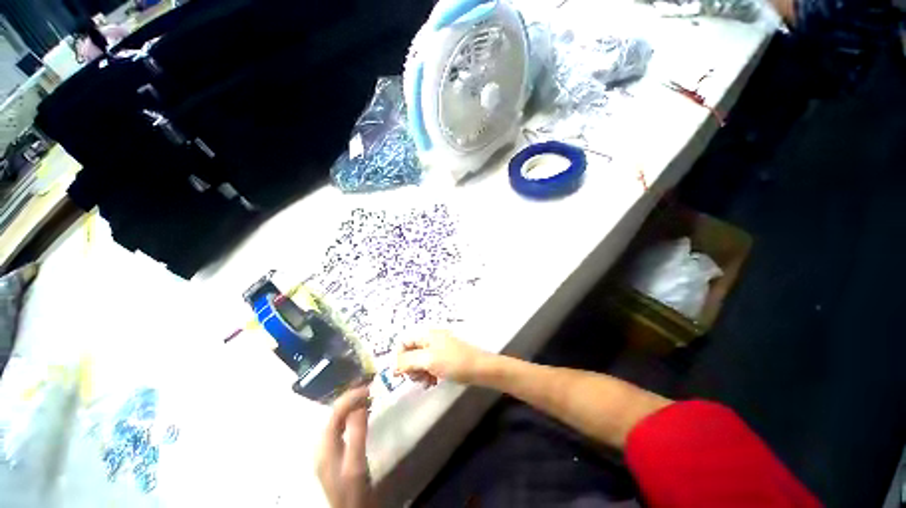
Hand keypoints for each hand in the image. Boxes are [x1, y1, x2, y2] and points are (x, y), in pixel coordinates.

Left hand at [316, 385, 372, 507]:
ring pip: (337, 419)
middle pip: (334, 413)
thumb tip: (362, 403)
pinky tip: (361, 414)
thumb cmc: (353, 489)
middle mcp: (322, 443)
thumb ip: (358, 432)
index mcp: (325, 445)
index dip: (351, 396)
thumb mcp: (356, 462)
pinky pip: (340, 426)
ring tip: (368, 397)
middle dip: (351, 398)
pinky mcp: (332, 452)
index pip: (335, 412)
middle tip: (370, 389)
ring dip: (351, 406)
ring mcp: (326, 448)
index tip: (369, 388)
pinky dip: (351, 416)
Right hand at [395, 330, 488, 385]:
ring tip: (426, 382)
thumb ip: (408, 361)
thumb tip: (393, 366)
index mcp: (427, 334)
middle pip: (411, 352)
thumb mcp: (428, 360)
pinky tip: (432, 382)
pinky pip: (430, 365)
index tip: (401, 374)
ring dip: (419, 372)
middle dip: (411, 367)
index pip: (404, 342)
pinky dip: (428, 373)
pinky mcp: (445, 357)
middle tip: (417, 378)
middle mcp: (431, 338)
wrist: (479, 368)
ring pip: (420, 360)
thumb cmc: (453, 362)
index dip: (400, 358)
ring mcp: (439, 348)